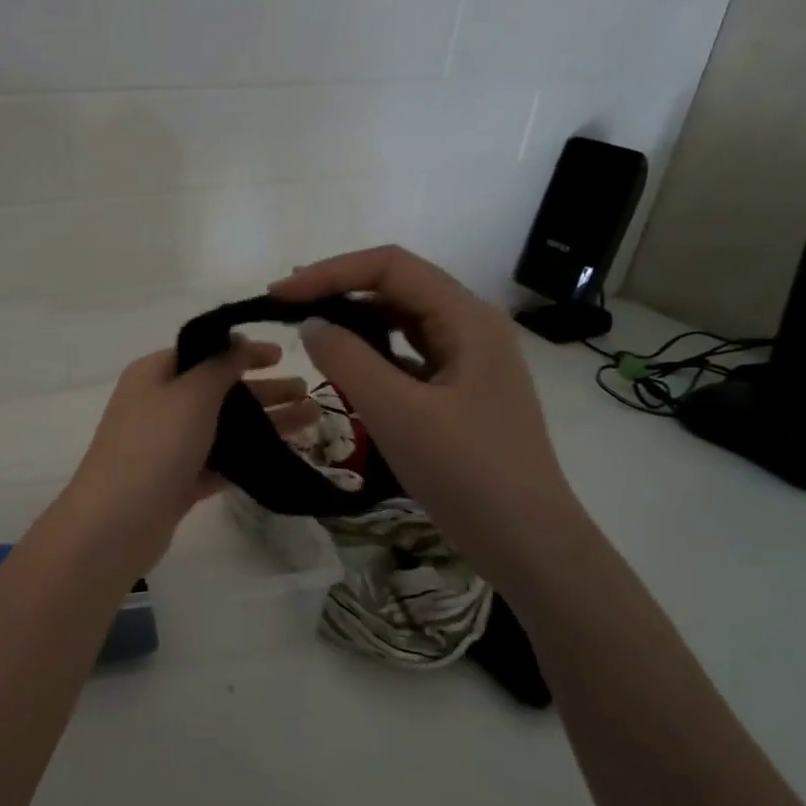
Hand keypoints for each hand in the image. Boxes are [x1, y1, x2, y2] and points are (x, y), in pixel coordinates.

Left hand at [57, 339, 284, 577]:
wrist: (116, 523)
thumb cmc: (154, 446)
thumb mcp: (191, 394)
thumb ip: (219, 365)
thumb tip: (238, 341)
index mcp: (153, 374)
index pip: (203, 352)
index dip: (242, 350)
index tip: (281, 356)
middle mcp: (159, 405)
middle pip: (217, 390)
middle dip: (262, 389)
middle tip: (307, 392)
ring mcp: (168, 446)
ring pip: (223, 427)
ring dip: (263, 423)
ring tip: (310, 423)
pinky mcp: (178, 481)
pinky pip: (219, 461)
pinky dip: (248, 457)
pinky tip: (284, 457)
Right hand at [270, 245, 582, 576]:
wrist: (525, 539)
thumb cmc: (465, 472)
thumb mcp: (397, 412)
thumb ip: (348, 360)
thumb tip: (312, 324)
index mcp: (467, 318)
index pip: (391, 267)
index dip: (330, 272)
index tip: (279, 294)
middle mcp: (472, 326)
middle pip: (398, 287)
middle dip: (339, 290)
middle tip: (286, 308)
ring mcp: (469, 358)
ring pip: (403, 320)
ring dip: (355, 320)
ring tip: (309, 331)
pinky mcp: (461, 388)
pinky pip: (409, 354)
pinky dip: (373, 352)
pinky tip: (346, 368)